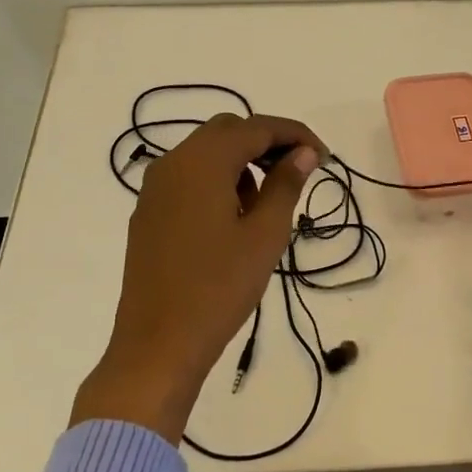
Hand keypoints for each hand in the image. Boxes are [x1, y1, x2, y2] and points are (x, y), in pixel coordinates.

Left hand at [73, 112, 325, 441]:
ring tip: (269, 199)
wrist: (157, 344)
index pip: (257, 127)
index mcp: (203, 161)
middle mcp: (174, 163)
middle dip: (267, 142)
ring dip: (242, 160)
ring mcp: (155, 187)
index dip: (295, 134)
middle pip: (228, 131)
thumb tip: (303, 153)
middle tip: (300, 170)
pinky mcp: (148, 211)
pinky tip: (235, 215)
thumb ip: (285, 185)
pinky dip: (218, 179)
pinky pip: (189, 176)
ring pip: (206, 152)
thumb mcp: (265, 235)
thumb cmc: (219, 288)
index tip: (323, 157)